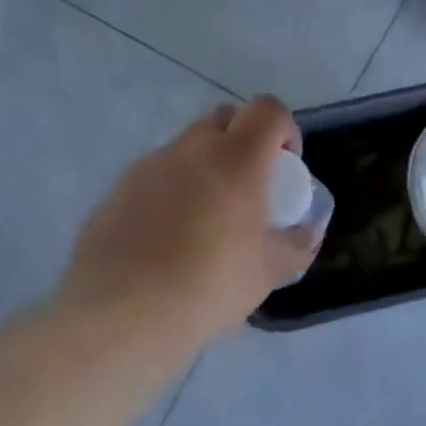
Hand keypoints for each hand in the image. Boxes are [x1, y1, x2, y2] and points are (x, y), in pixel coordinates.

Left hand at [52, 97, 320, 354]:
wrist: (120, 315)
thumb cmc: (207, 287)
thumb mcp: (267, 273)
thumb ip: (296, 245)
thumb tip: (307, 231)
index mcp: (236, 159)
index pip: (268, 110)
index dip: (285, 129)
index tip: (286, 166)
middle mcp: (191, 149)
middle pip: (225, 117)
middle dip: (244, 138)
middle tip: (250, 185)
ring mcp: (149, 165)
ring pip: (187, 146)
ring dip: (206, 165)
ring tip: (206, 219)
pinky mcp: (118, 189)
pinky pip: (157, 174)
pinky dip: (172, 189)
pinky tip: (168, 237)